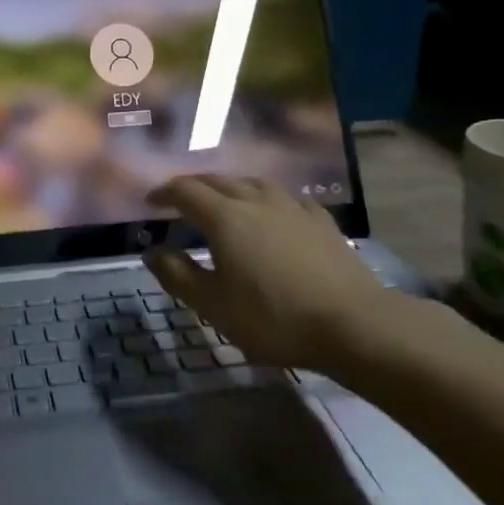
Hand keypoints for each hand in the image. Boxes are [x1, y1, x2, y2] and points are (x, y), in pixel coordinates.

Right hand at [142, 175, 419, 381]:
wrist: (353, 323)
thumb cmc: (274, 317)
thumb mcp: (214, 305)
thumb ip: (178, 275)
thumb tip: (153, 252)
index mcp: (225, 218)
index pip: (185, 191)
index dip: (164, 193)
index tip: (150, 202)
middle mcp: (255, 200)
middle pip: (217, 180)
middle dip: (193, 185)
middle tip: (179, 198)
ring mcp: (292, 207)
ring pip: (252, 183)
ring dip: (229, 186)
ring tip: (222, 198)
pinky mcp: (320, 220)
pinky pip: (284, 197)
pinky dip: (265, 198)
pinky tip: (272, 210)